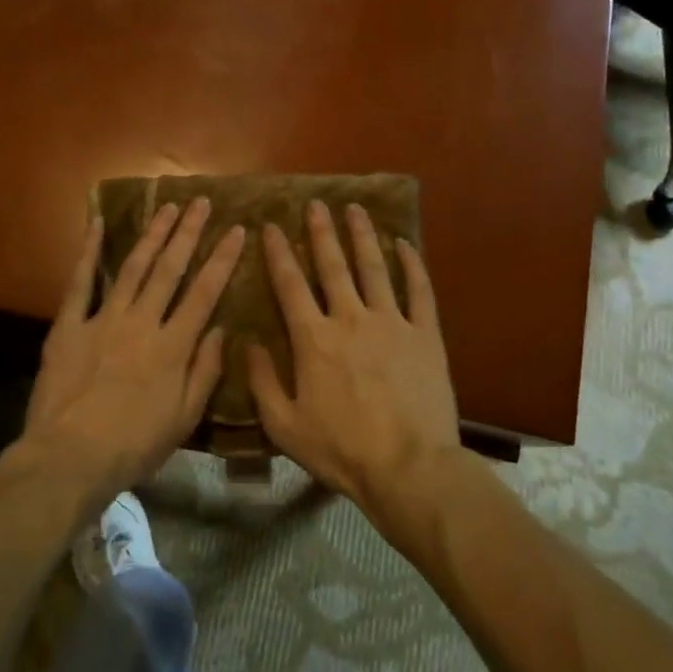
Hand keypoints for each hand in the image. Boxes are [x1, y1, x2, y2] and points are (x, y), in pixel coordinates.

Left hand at [18, 198, 245, 508]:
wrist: (69, 458)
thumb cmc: (133, 446)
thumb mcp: (183, 419)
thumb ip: (204, 372)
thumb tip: (220, 330)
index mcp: (173, 347)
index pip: (205, 293)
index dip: (222, 259)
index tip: (236, 230)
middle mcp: (142, 323)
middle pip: (170, 270)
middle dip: (188, 233)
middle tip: (201, 202)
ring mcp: (103, 319)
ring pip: (133, 268)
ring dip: (151, 234)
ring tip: (167, 207)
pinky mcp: (69, 326)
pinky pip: (80, 282)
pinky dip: (89, 252)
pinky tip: (97, 224)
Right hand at [246, 200, 460, 511]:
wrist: (407, 467)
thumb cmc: (340, 450)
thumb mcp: (284, 425)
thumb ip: (262, 381)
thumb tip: (247, 343)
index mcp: (313, 339)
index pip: (290, 284)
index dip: (278, 252)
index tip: (271, 226)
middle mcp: (350, 319)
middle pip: (333, 265)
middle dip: (321, 232)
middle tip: (315, 204)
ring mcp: (391, 323)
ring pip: (374, 267)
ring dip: (362, 236)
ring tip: (355, 209)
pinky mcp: (425, 335)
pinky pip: (419, 291)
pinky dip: (412, 265)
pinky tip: (405, 243)